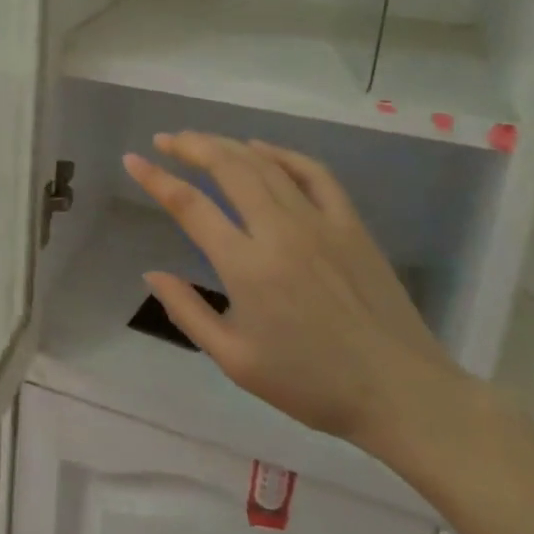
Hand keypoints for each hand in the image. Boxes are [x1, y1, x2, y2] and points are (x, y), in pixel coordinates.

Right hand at [124, 132, 471, 454]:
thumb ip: (188, 312)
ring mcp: (319, 222)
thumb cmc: (311, 383)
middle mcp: (279, 231)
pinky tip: (261, 149)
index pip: (190, 206)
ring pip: (265, 164)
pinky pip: (314, 173)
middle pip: (228, 168)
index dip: (156, 179)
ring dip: (227, 145)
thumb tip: (151, 274)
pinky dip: (282, 154)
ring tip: (199, 140)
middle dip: (190, 146)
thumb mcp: (235, 360)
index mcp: (246, 267)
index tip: (132, 161)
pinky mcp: (351, 224)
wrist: (401, 393)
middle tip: (165, 140)